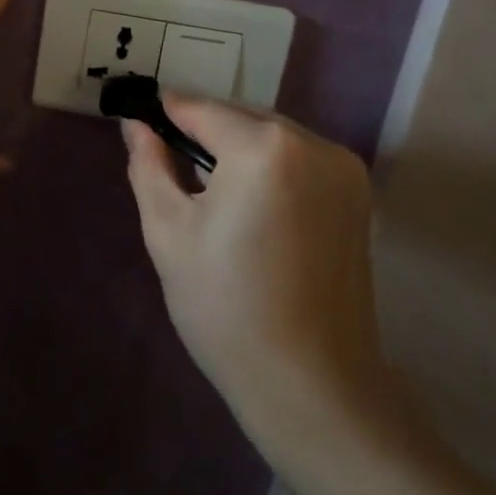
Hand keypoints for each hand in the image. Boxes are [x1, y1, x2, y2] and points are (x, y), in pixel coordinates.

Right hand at [123, 98, 397, 451]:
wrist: (311, 385)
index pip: (200, 109)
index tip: (139, 123)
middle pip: (240, 118)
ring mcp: (344, 169)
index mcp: (265, 148)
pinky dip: (269, 167)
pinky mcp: (359, 196)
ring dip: (237, 149)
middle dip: (203, 132)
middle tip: (169, 166)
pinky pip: (299, 159)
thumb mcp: (168, 232)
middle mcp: (314, 144)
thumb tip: (137, 125)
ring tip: (208, 191)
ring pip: (272, 136)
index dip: (164, 114)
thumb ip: (149, 165)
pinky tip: (250, 206)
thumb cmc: (225, 308)